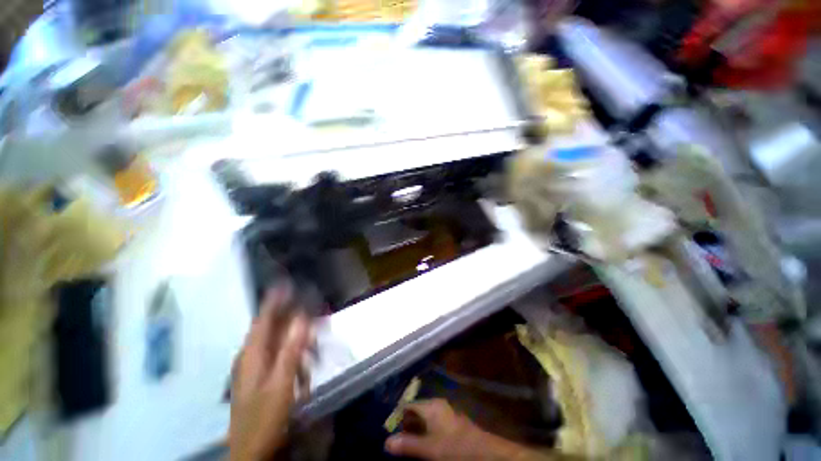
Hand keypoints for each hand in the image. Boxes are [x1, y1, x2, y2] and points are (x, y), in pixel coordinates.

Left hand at [229, 286, 312, 460]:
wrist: (252, 451)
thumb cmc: (264, 417)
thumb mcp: (280, 383)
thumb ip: (291, 349)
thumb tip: (303, 318)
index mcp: (252, 354)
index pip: (263, 318)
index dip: (274, 299)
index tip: (286, 282)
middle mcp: (251, 355)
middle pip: (272, 327)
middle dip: (292, 316)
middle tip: (314, 309)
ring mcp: (255, 367)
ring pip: (277, 341)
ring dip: (296, 337)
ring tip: (314, 342)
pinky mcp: (262, 376)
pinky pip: (280, 355)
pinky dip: (294, 353)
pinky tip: (304, 366)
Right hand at [385, 399, 550, 460]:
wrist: (486, 454)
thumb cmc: (457, 447)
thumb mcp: (430, 449)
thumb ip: (408, 445)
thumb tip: (386, 442)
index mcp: (431, 406)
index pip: (408, 406)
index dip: (397, 418)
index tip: (386, 432)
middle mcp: (437, 407)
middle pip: (415, 414)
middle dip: (404, 427)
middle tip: (393, 444)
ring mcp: (444, 416)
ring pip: (423, 423)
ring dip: (413, 434)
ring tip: (404, 449)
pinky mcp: (450, 427)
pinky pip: (431, 429)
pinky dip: (423, 437)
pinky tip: (420, 449)